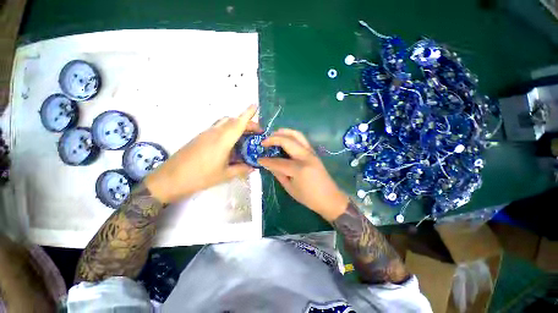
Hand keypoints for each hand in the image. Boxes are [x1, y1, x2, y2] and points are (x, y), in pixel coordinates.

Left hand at [145, 105, 260, 203]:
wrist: (171, 179)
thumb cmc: (200, 177)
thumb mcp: (225, 175)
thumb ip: (241, 169)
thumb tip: (253, 167)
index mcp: (222, 140)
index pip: (238, 123)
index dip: (248, 114)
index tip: (256, 106)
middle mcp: (214, 133)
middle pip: (232, 120)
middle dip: (246, 122)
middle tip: (256, 131)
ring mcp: (206, 134)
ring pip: (224, 122)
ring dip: (236, 125)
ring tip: (244, 136)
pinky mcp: (200, 137)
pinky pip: (217, 128)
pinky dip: (227, 130)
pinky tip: (230, 144)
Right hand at [258, 129, 348, 221]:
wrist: (330, 198)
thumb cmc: (309, 197)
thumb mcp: (290, 188)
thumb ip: (278, 173)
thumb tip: (268, 164)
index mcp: (299, 169)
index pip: (278, 161)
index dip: (266, 160)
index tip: (258, 158)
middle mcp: (305, 156)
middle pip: (287, 141)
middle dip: (273, 138)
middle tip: (264, 141)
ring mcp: (311, 152)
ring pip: (296, 135)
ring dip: (283, 132)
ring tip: (273, 135)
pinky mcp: (313, 152)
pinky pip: (301, 139)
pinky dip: (291, 135)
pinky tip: (284, 139)